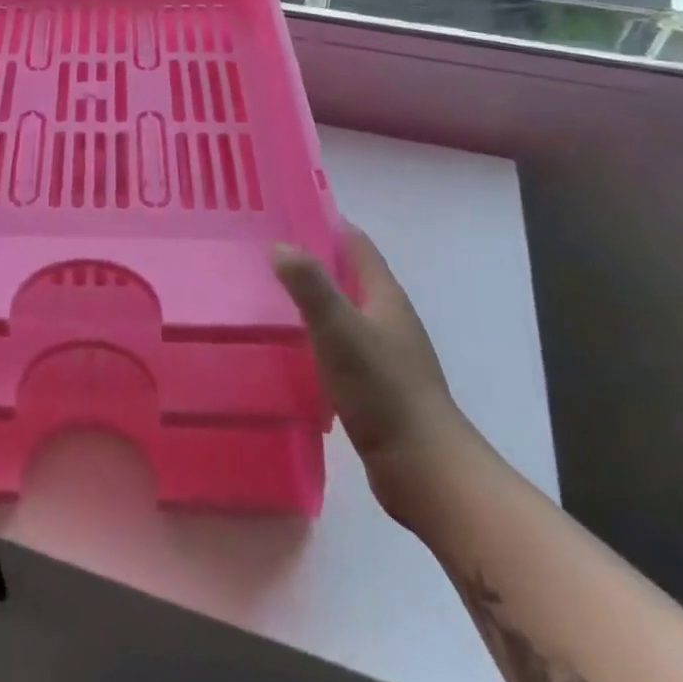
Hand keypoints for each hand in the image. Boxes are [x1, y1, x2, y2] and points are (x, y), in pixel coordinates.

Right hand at [273, 221, 479, 525]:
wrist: (422, 468)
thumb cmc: (383, 391)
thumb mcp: (341, 331)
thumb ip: (311, 286)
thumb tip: (280, 245)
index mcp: (384, 296)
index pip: (355, 243)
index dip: (324, 223)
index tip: (282, 213)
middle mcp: (386, 317)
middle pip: (346, 274)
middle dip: (309, 259)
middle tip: (260, 252)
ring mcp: (382, 351)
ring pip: (340, 310)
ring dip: (309, 299)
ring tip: (262, 294)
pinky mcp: (373, 383)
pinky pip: (337, 344)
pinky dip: (312, 335)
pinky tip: (284, 346)